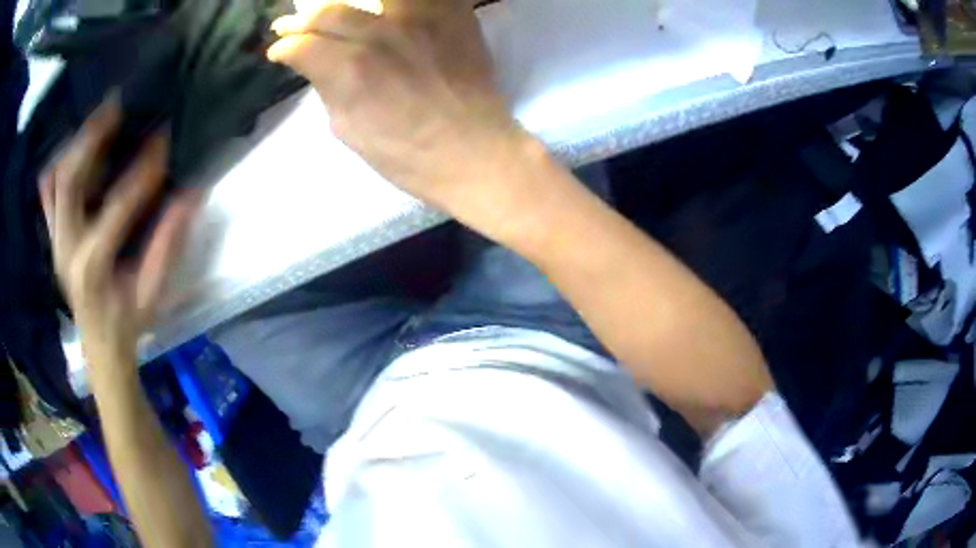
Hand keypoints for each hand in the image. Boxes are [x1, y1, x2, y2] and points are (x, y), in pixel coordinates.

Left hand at [40, 95, 197, 373]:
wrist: (100, 346)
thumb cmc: (128, 322)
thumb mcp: (153, 292)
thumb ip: (167, 243)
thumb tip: (192, 194)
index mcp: (93, 265)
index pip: (117, 206)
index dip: (142, 172)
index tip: (162, 141)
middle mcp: (67, 248)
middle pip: (69, 180)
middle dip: (91, 138)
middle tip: (114, 106)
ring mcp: (57, 242)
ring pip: (56, 182)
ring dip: (75, 145)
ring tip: (97, 118)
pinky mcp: (55, 239)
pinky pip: (48, 196)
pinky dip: (57, 168)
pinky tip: (72, 150)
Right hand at [266, 0, 531, 214]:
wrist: (474, 152)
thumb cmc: (407, 155)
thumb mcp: (349, 129)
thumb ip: (328, 87)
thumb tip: (314, 64)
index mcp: (351, 70)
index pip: (302, 45)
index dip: (284, 48)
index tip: (280, 51)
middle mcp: (382, 34)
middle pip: (329, 12)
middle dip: (301, 20)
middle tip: (291, 25)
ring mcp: (421, 19)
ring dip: (344, 3)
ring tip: (335, 13)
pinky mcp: (453, 15)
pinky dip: (393, 3)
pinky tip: (382, 11)